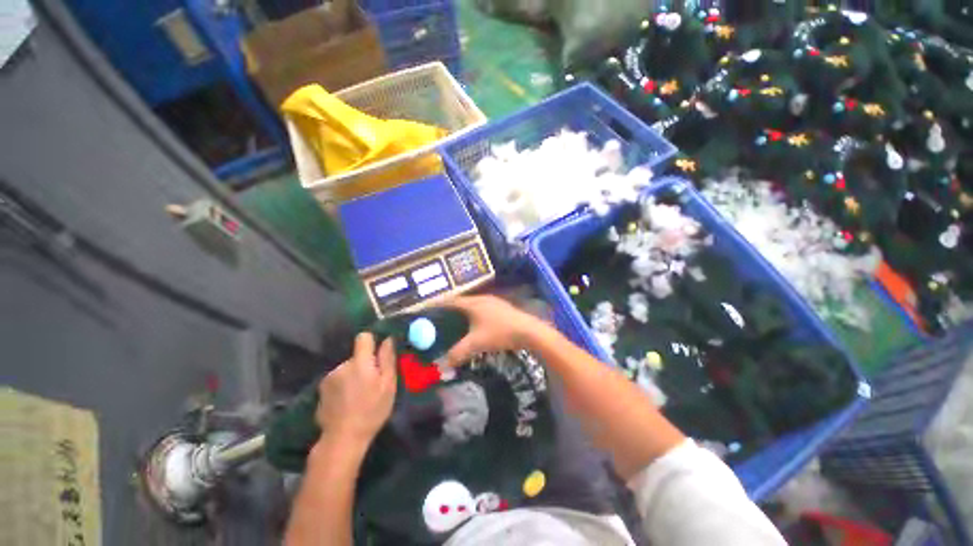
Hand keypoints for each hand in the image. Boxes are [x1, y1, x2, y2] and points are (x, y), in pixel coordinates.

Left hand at [315, 333, 396, 446]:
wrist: (342, 439)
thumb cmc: (371, 411)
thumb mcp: (388, 385)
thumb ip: (387, 359)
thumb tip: (388, 339)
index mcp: (360, 363)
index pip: (363, 338)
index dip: (372, 342)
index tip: (378, 354)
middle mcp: (342, 366)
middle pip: (356, 356)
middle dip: (365, 364)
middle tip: (372, 383)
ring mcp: (329, 378)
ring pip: (347, 368)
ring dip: (353, 376)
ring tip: (359, 395)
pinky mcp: (321, 390)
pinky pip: (338, 380)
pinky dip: (343, 386)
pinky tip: (347, 402)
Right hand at [445, 295, 545, 366]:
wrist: (528, 331)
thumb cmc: (500, 333)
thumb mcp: (476, 344)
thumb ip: (458, 353)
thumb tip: (442, 365)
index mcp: (473, 303)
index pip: (450, 301)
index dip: (438, 306)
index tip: (427, 312)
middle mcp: (482, 298)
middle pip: (461, 302)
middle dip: (449, 311)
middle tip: (438, 321)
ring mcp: (493, 301)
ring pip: (472, 306)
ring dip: (463, 313)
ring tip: (454, 324)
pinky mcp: (501, 307)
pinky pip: (481, 309)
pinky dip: (474, 316)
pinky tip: (475, 326)